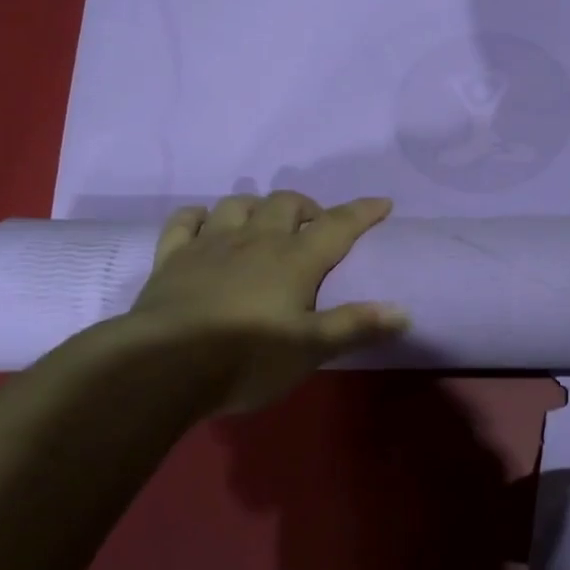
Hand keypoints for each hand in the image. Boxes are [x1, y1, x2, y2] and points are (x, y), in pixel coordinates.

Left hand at [125, 192, 407, 413]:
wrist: (165, 365)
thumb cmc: (248, 358)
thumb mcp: (311, 349)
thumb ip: (357, 326)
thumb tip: (404, 311)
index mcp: (294, 259)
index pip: (338, 225)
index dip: (363, 211)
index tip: (383, 203)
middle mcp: (256, 240)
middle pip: (285, 203)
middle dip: (306, 207)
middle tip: (314, 227)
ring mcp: (210, 244)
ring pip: (237, 204)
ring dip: (256, 206)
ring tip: (264, 224)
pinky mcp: (172, 258)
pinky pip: (185, 221)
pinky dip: (199, 216)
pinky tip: (206, 224)